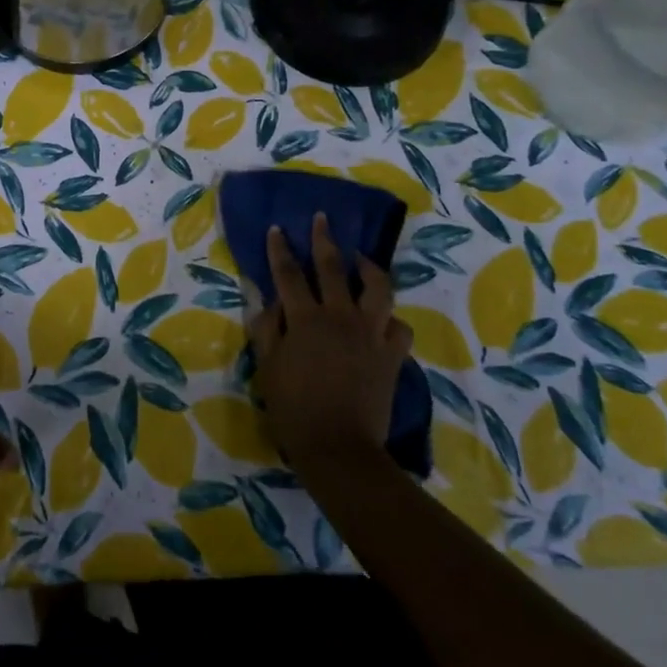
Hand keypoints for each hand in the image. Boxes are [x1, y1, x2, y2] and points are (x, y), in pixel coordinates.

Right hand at [247, 214, 412, 467]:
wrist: (338, 447)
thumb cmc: (294, 408)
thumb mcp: (267, 366)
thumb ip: (267, 328)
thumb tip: (269, 300)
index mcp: (306, 319)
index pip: (289, 274)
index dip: (281, 249)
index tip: (278, 228)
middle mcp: (340, 317)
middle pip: (333, 268)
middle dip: (324, 240)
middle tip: (322, 219)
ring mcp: (371, 334)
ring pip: (378, 289)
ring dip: (369, 268)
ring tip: (363, 259)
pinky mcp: (392, 355)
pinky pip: (398, 327)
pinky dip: (390, 319)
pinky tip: (383, 319)